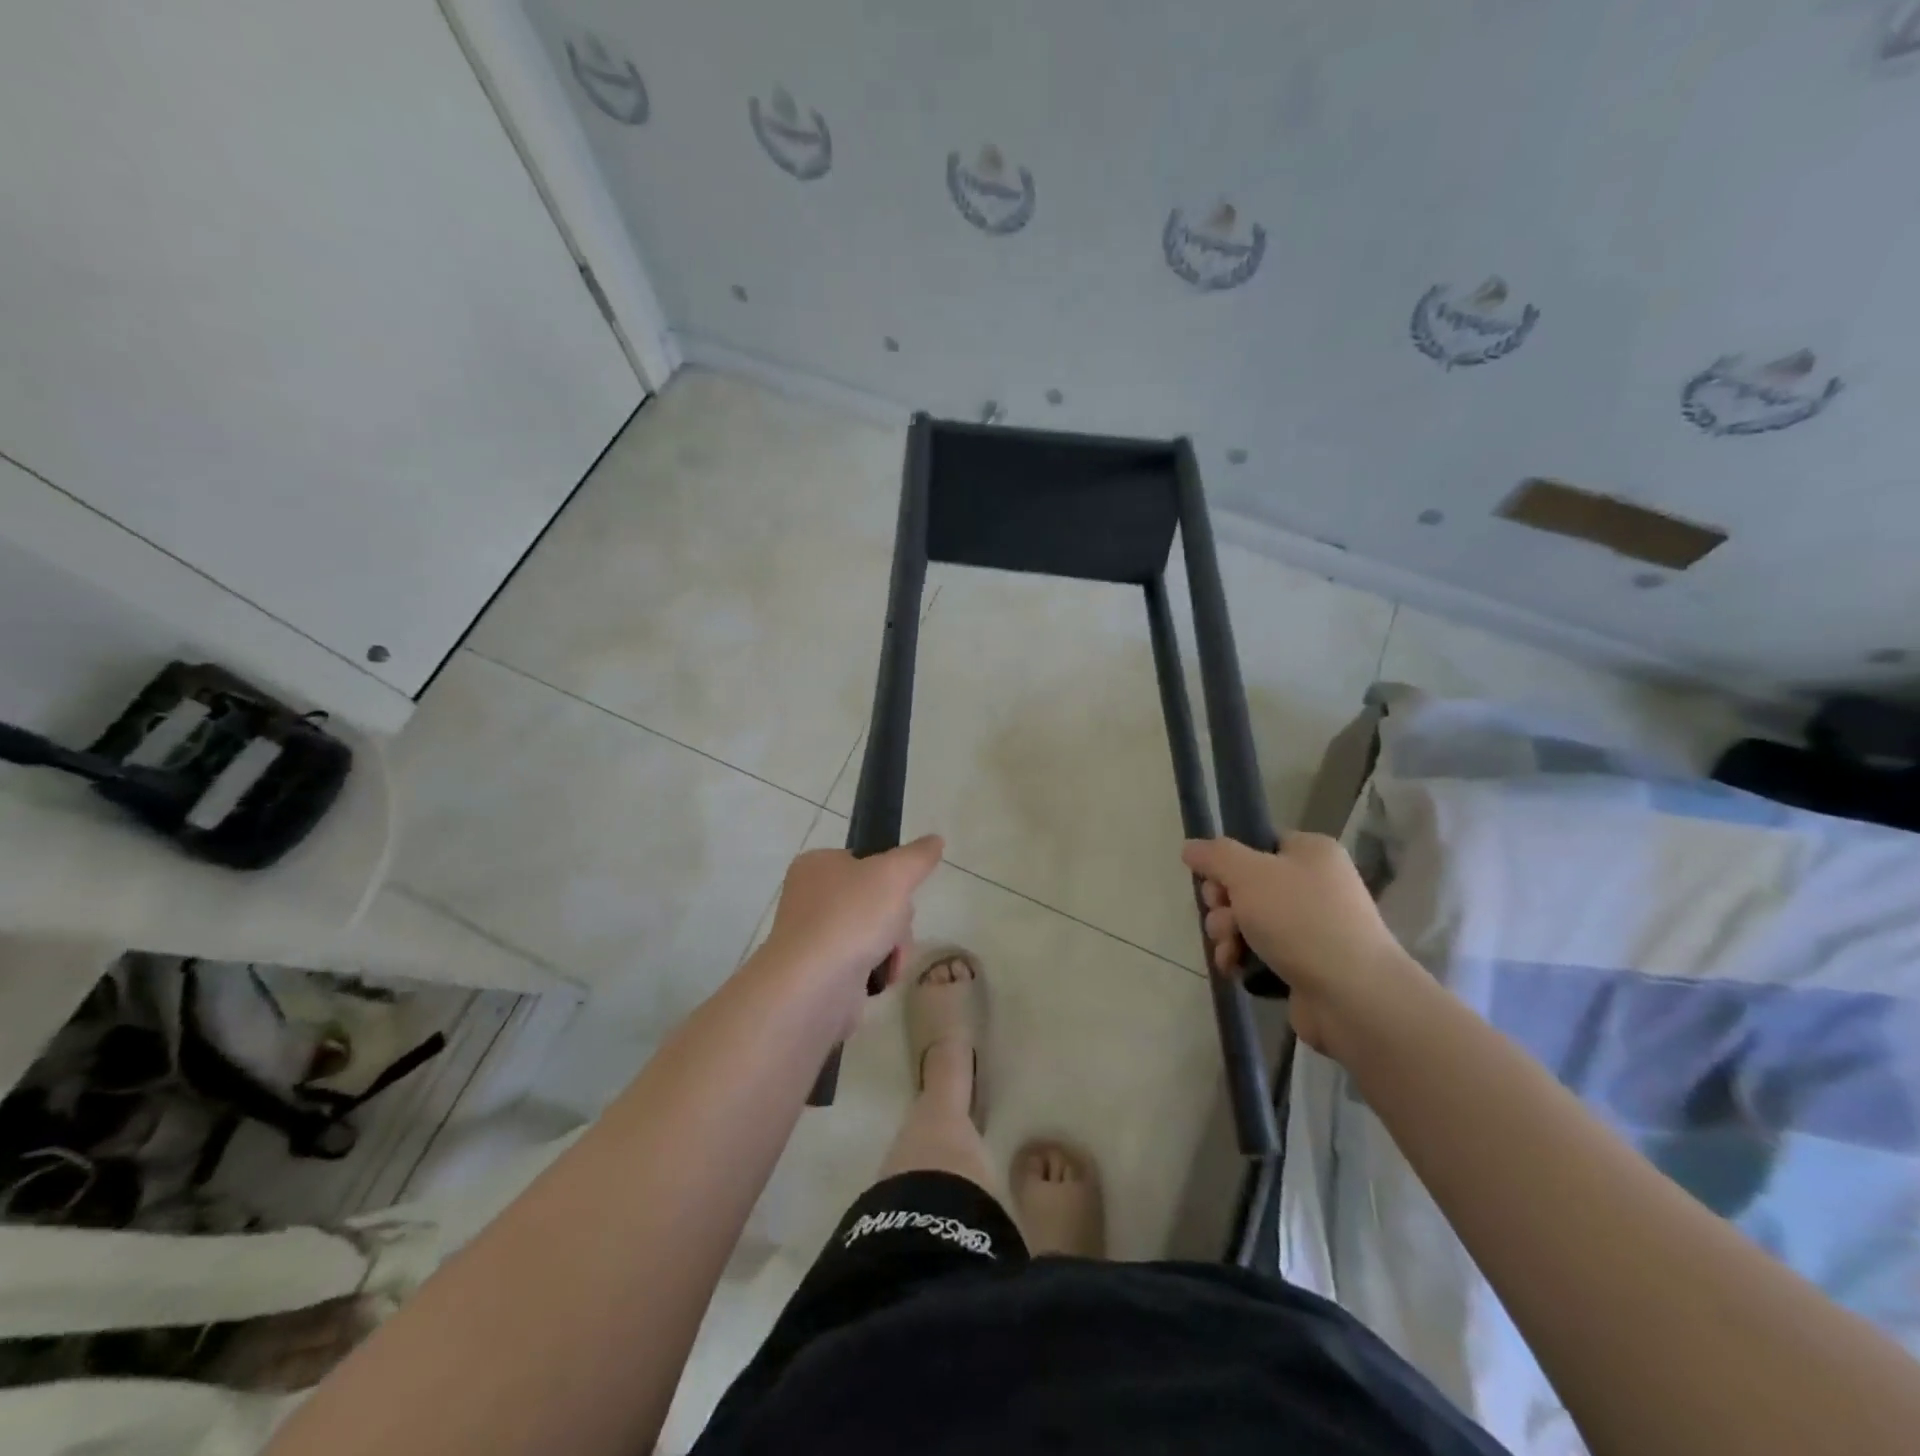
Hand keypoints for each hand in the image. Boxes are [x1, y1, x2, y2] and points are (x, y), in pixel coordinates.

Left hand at [761, 837, 944, 1005]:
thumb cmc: (851, 917)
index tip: (900, 891)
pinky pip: (862, 962)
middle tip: (894, 927)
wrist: (813, 986)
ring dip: (892, 946)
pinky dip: (877, 969)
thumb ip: (918, 856)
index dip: (890, 875)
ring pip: (873, 931)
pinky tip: (879, 978)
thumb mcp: (894, 874)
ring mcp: (814, 936)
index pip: (865, 860)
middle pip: (875, 898)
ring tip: (889, 959)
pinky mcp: (820, 971)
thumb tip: (935, 840)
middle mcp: (810, 897)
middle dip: (896, 918)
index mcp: (817, 864)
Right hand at [1181, 833, 1420, 1059]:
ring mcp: (1312, 926)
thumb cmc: (1300, 920)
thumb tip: (1190, 848)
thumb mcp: (1248, 874)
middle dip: (1223, 904)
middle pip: (1246, 884)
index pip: (1258, 844)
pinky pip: (1259, 951)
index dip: (1228, 862)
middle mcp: (1315, 884)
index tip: (1215, 882)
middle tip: (1225, 920)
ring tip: (1230, 949)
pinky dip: (1242, 957)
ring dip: (1227, 933)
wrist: (1352, 996)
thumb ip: (1215, 856)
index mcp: (1311, 853)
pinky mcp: (1305, 963)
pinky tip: (1235, 968)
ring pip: (1248, 919)